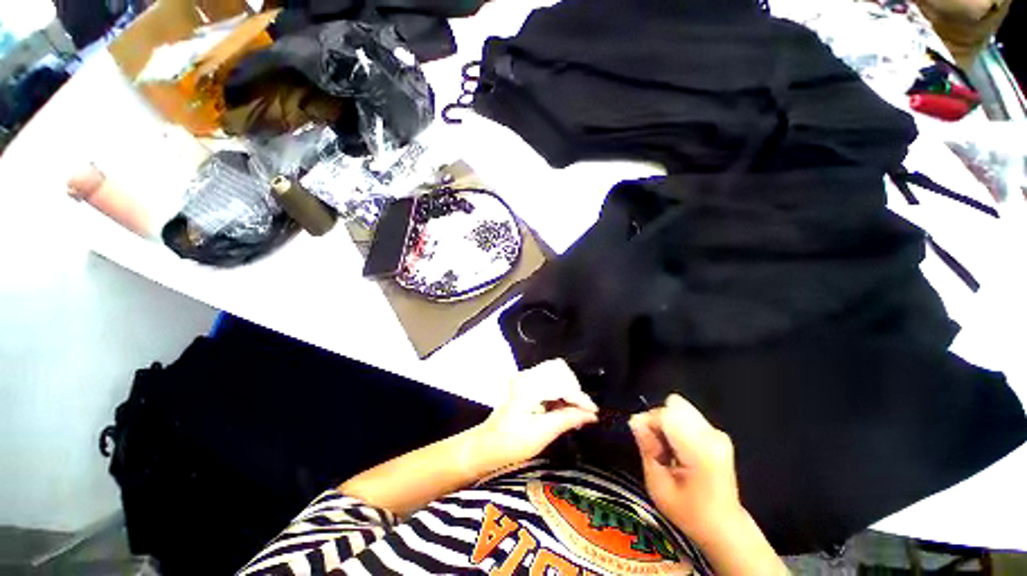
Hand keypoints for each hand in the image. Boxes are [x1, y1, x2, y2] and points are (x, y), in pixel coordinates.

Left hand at [471, 360, 598, 473]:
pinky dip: (559, 392)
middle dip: (574, 389)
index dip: (579, 397)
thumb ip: (567, 419)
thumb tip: (591, 415)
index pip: (561, 382)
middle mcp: (526, 375)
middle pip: (559, 369)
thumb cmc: (511, 443)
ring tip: (574, 413)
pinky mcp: (525, 383)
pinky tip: (562, 409)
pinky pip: (549, 380)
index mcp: (527, 386)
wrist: (486, 446)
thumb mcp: (541, 434)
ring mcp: (524, 377)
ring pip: (555, 373)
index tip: (593, 413)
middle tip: (581, 412)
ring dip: (567, 390)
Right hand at [629, 394, 744, 541]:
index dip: (648, 422)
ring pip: (678, 408)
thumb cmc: (689, 512)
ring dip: (665, 424)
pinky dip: (675, 427)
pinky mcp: (717, 432)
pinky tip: (677, 448)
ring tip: (667, 449)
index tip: (643, 442)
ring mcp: (717, 432)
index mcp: (701, 451)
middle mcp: (712, 435)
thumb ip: (647, 449)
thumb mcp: (658, 487)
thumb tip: (635, 421)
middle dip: (657, 421)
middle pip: (672, 407)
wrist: (724, 527)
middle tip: (656, 447)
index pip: (666, 414)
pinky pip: (685, 415)